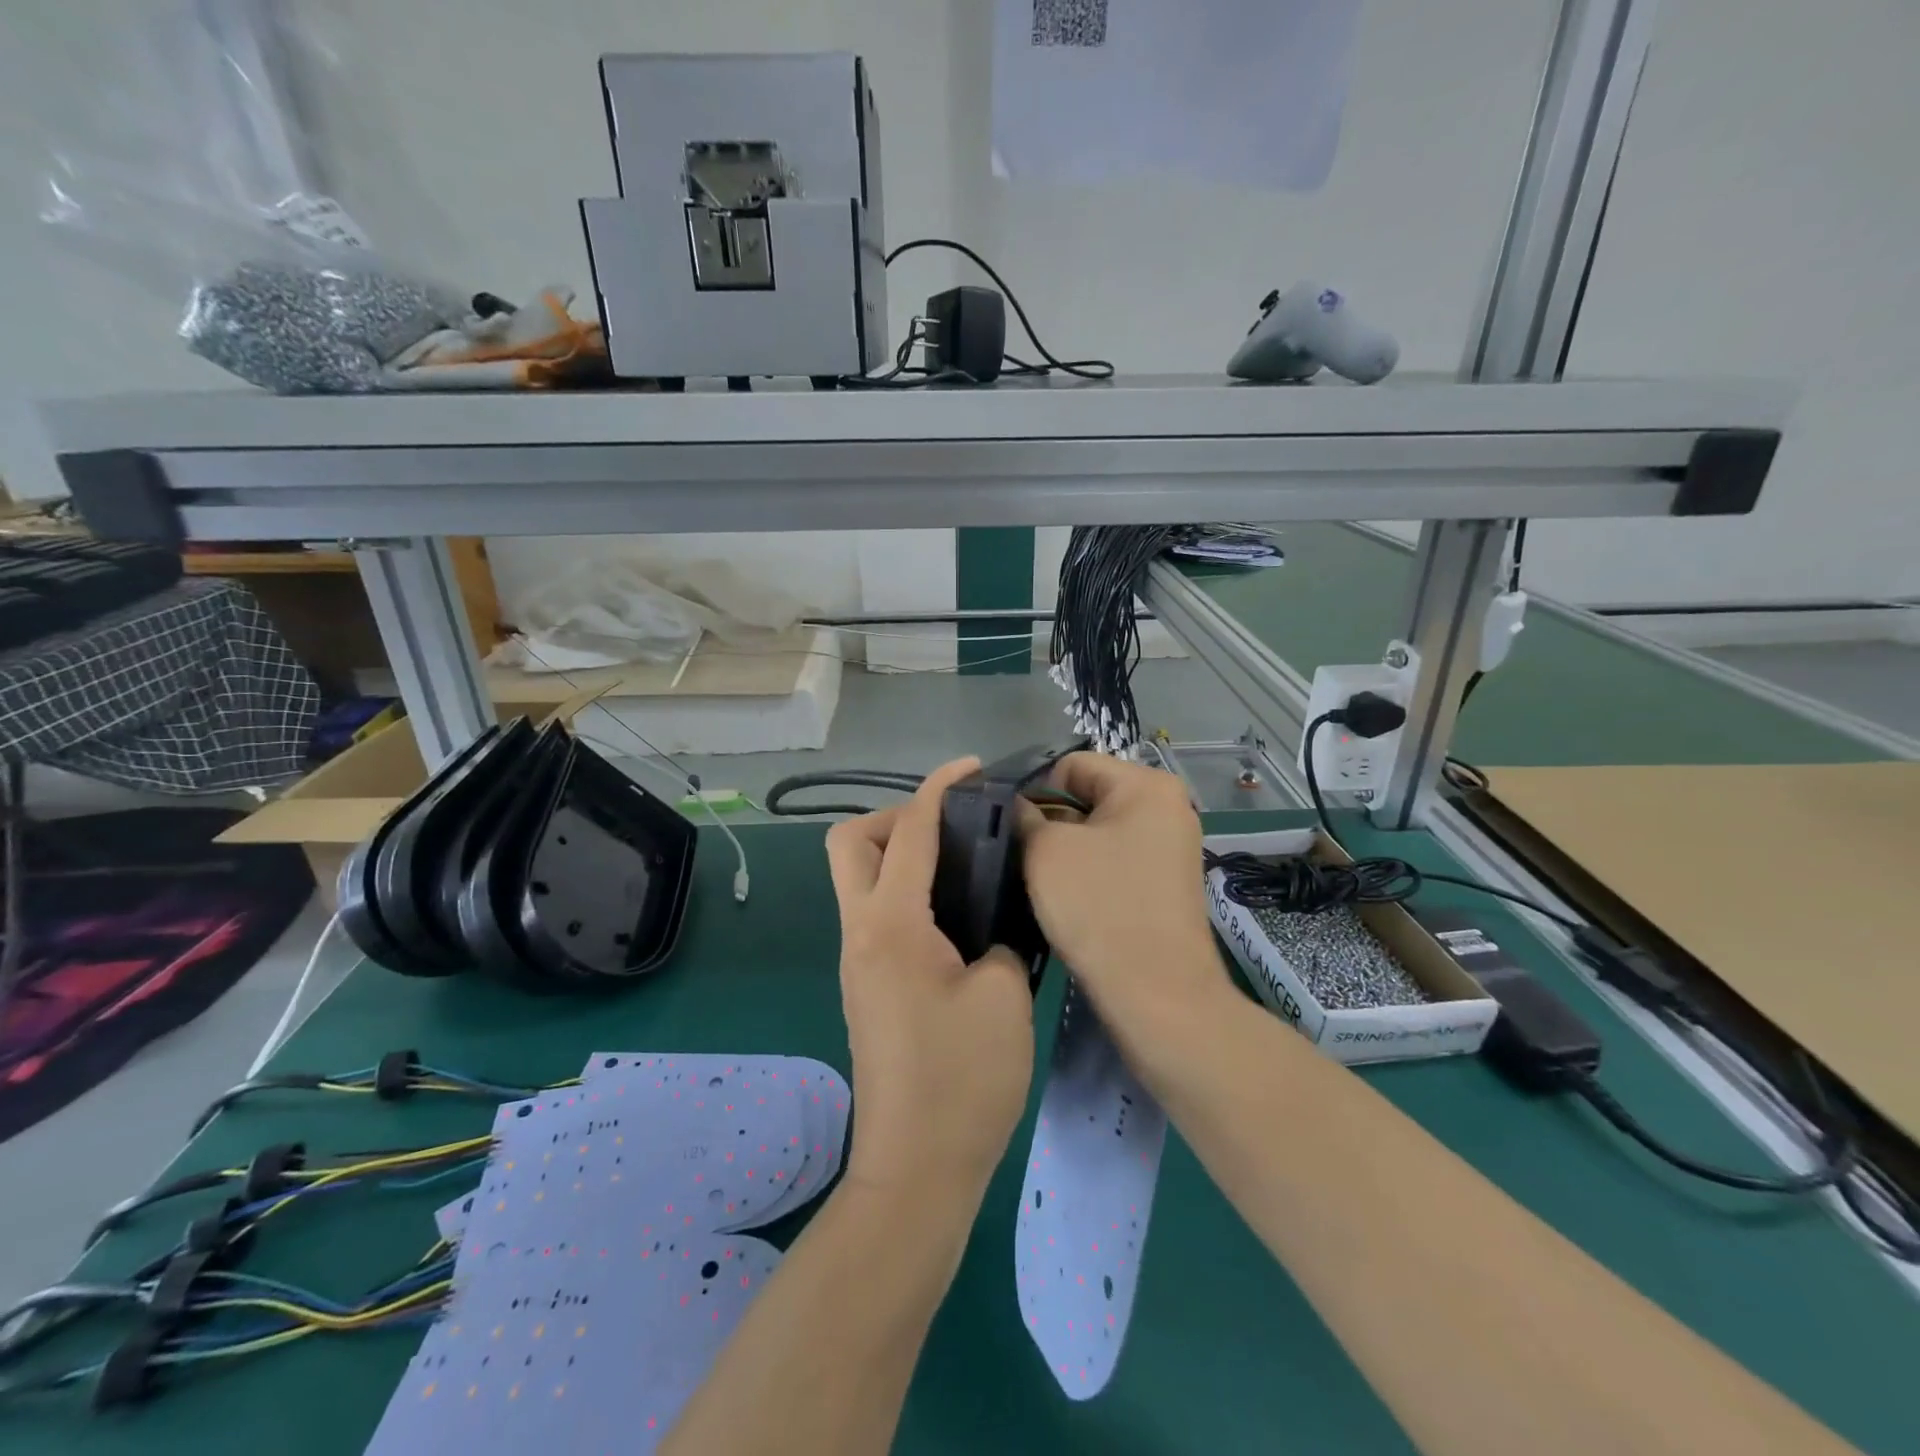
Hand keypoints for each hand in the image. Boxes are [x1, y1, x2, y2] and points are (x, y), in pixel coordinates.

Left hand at [825, 758, 1034, 1201]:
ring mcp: (857, 962)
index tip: (971, 768)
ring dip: (899, 855)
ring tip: (963, 866)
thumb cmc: (963, 1083)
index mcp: (891, 926)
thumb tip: (994, 925)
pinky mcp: (867, 986)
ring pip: (858, 879)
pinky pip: (876, 913)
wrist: (917, 1172)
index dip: (938, 789)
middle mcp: (861, 934)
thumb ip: (1001, 940)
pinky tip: (956, 915)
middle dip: (895, 819)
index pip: (907, 832)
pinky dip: (907, 893)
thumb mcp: (1004, 997)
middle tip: (952, 831)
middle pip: (850, 844)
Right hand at [1021, 753, 1232, 1035]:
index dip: (1033, 789)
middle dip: (1049, 820)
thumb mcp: (1047, 851)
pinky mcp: (1164, 883)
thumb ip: (1024, 815)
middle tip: (1014, 851)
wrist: (1158, 995)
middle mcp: (1167, 807)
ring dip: (1064, 849)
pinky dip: (1086, 871)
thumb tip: (1018, 806)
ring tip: (1035, 877)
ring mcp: (1169, 847)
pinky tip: (1063, 897)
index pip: (1072, 764)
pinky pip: (1113, 860)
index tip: (1007, 824)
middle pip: (1087, 796)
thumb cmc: (1100, 908)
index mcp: (1146, 785)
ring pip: (1097, 831)